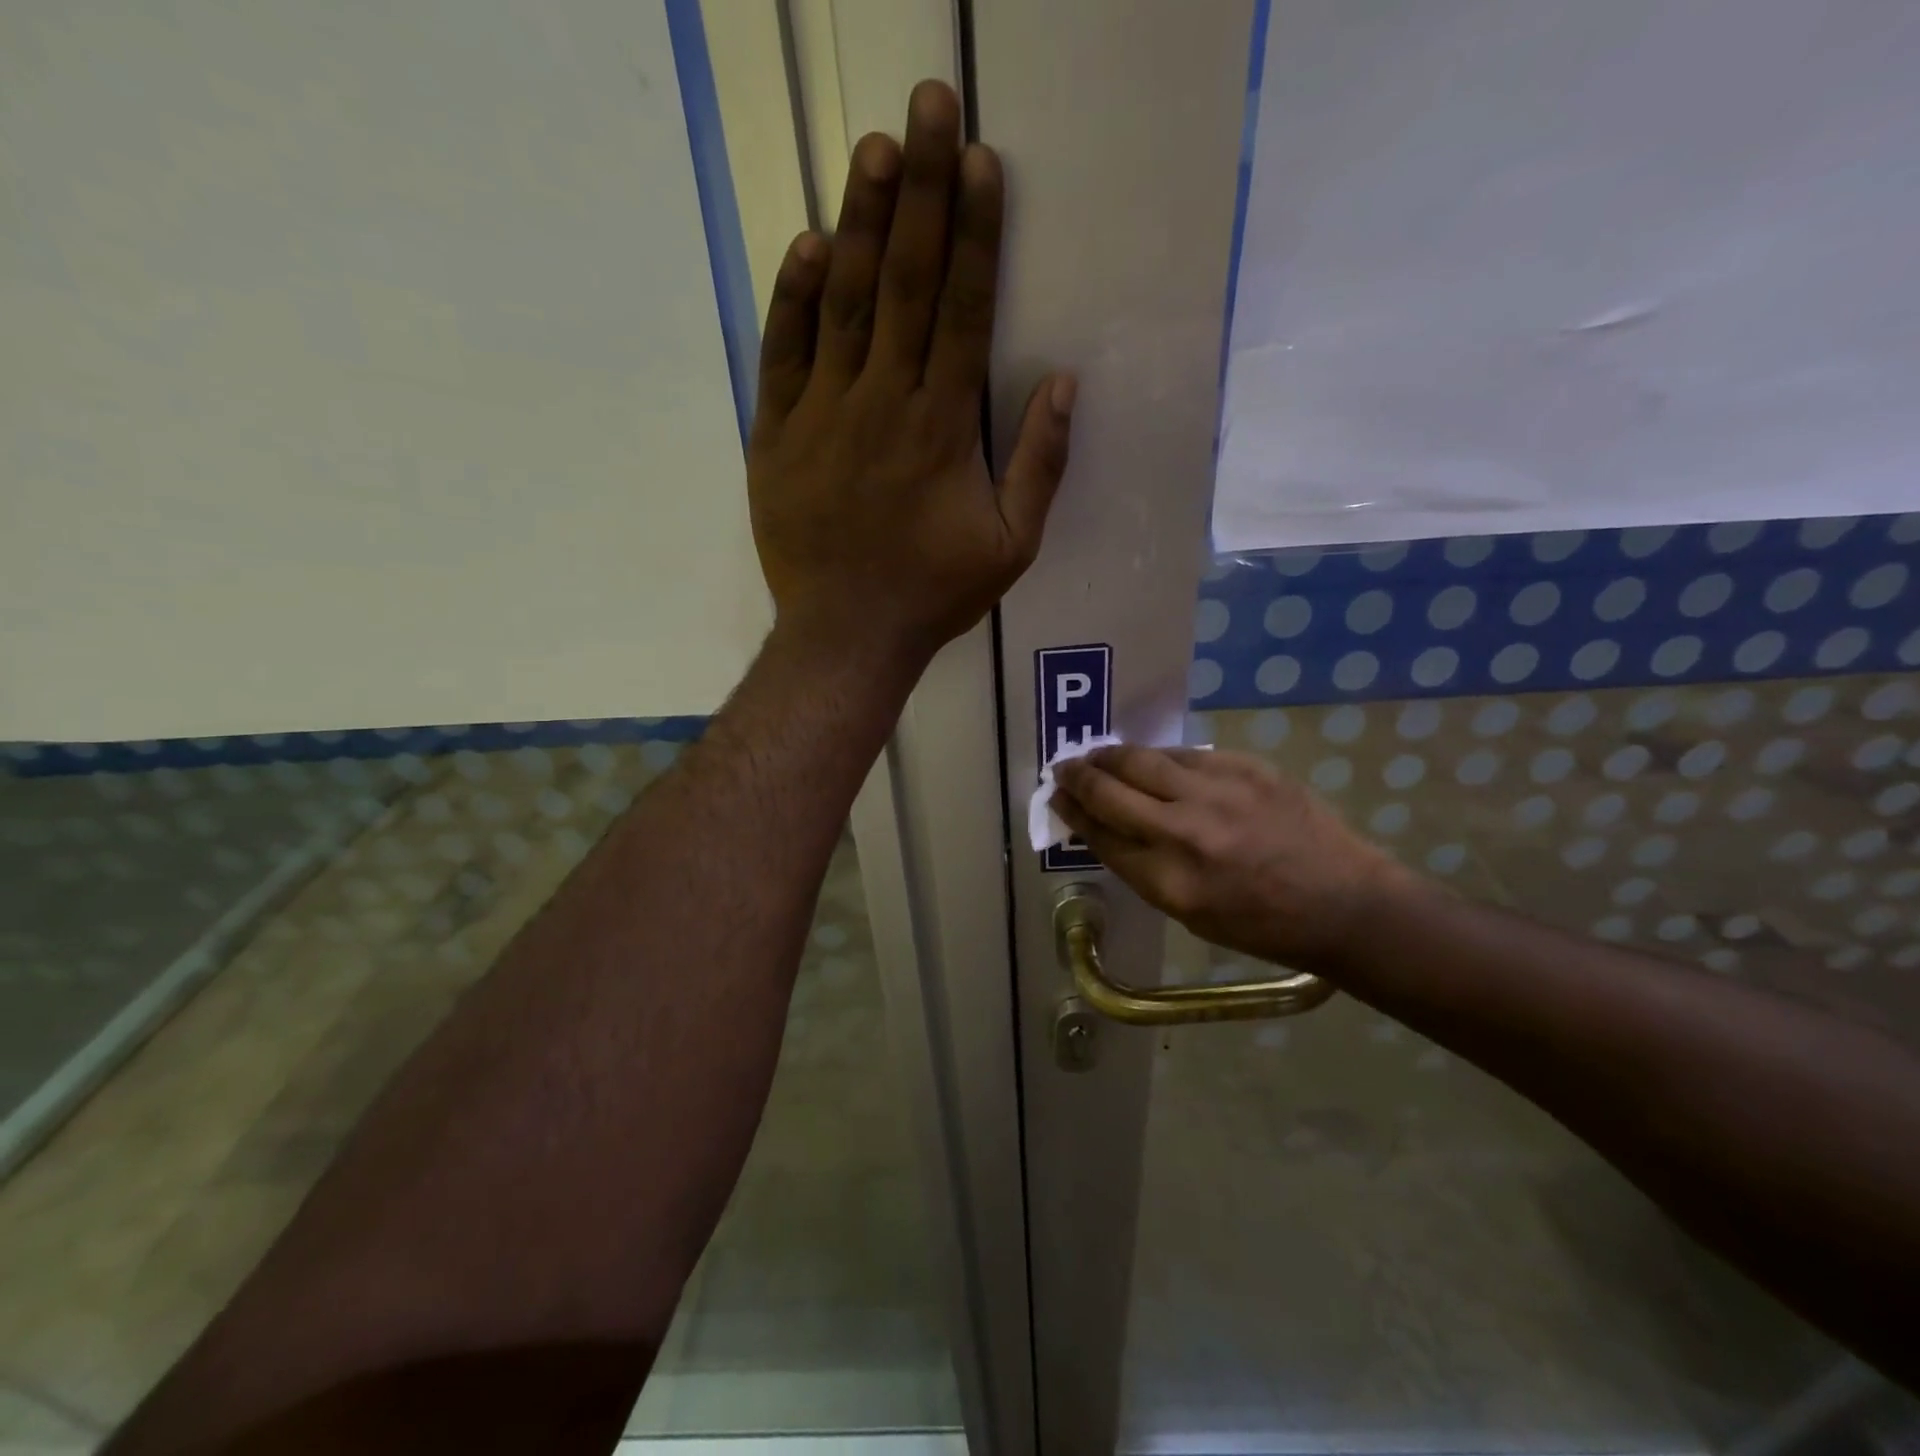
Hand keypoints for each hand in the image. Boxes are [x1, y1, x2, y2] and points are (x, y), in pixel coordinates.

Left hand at [746, 80, 1076, 669]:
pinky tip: (807, 246)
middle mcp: (883, 402)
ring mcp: (822, 414)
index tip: (981, 162)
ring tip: (875, 149)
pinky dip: (794, 298)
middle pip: (903, 281)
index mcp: (942, 426)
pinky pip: (783, 353)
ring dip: (859, 221)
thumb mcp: (1011, 545)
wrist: (847, 634)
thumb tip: (1064, 383)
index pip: (962, 308)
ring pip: (842, 302)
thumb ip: (1040, 465)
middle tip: (929, 106)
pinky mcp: (776, 434)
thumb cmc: (934, 594)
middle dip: (921, 190)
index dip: (974, 232)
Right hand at [1053, 746, 1407, 970]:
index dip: (1073, 812)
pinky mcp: (1246, 768)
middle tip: (1064, 768)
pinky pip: (1186, 754)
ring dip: (1111, 756)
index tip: (1058, 798)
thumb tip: (1106, 827)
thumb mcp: (1190, 913)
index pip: (1101, 834)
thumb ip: (1143, 868)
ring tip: (1097, 755)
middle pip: (1111, 791)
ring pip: (1143, 760)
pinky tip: (1154, 761)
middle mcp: (1185, 832)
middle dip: (1078, 777)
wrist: (1344, 902)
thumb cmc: (1262, 925)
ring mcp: (1218, 793)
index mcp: (1169, 882)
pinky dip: (1161, 758)